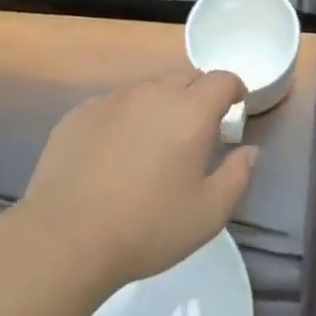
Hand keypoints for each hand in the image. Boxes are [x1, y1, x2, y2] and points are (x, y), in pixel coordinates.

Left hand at [18, 67, 257, 289]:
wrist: (65, 238)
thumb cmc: (147, 227)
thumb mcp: (209, 214)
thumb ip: (238, 176)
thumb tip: (250, 151)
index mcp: (190, 111)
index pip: (222, 79)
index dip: (233, 89)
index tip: (233, 109)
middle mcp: (153, 93)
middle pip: (185, 77)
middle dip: (198, 95)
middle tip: (196, 131)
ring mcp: (112, 100)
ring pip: (147, 89)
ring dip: (160, 105)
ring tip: (153, 143)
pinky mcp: (80, 114)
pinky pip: (113, 104)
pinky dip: (124, 118)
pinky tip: (114, 153)